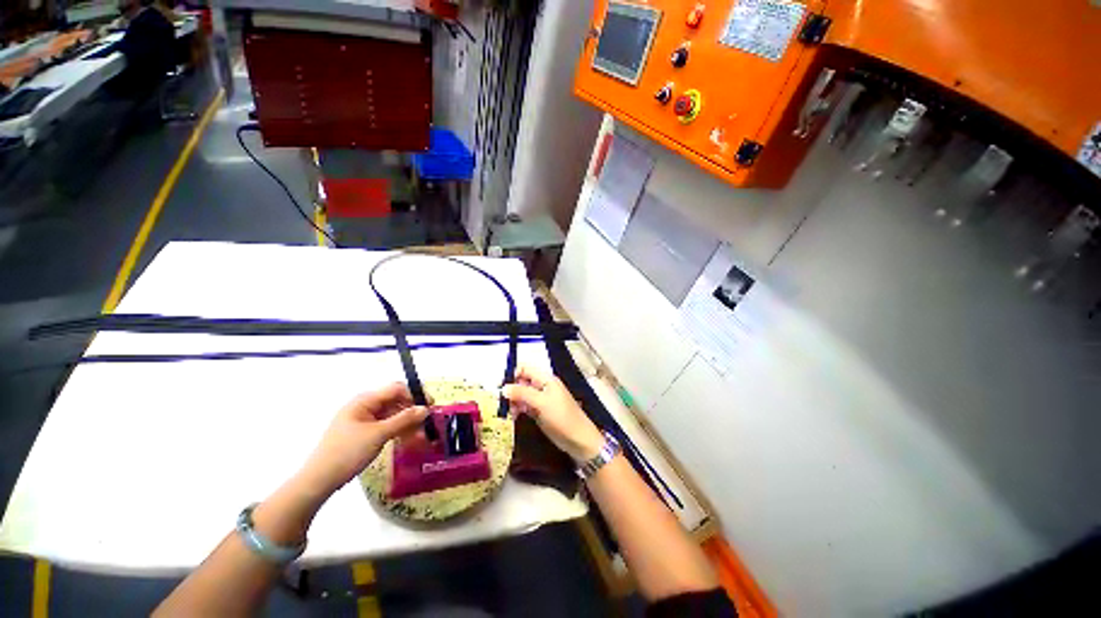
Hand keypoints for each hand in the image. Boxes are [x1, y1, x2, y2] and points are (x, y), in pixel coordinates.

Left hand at [298, 383, 428, 495]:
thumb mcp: (378, 434)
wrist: (319, 481)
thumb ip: (404, 419)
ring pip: (393, 416)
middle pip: (396, 402)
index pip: (396, 389)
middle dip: (413, 412)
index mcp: (365, 401)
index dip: (415, 395)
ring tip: (421, 437)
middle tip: (428, 424)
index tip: (430, 406)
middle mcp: (365, 407)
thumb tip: (425, 408)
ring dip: (408, 424)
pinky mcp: (364, 434)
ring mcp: (364, 421)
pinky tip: (409, 441)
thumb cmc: (347, 452)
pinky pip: (387, 427)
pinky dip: (399, 432)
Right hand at [502, 365, 604, 461]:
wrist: (578, 440)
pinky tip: (515, 416)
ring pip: (522, 394)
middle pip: (522, 381)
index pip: (525, 368)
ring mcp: (541, 399)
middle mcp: (542, 386)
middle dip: (511, 389)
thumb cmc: (561, 417)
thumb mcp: (541, 403)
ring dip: (514, 400)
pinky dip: (519, 409)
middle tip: (503, 402)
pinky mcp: (540, 411)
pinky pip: (525, 405)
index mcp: (546, 379)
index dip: (512, 374)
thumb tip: (503, 388)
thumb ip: (522, 393)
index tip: (500, 387)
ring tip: (511, 412)